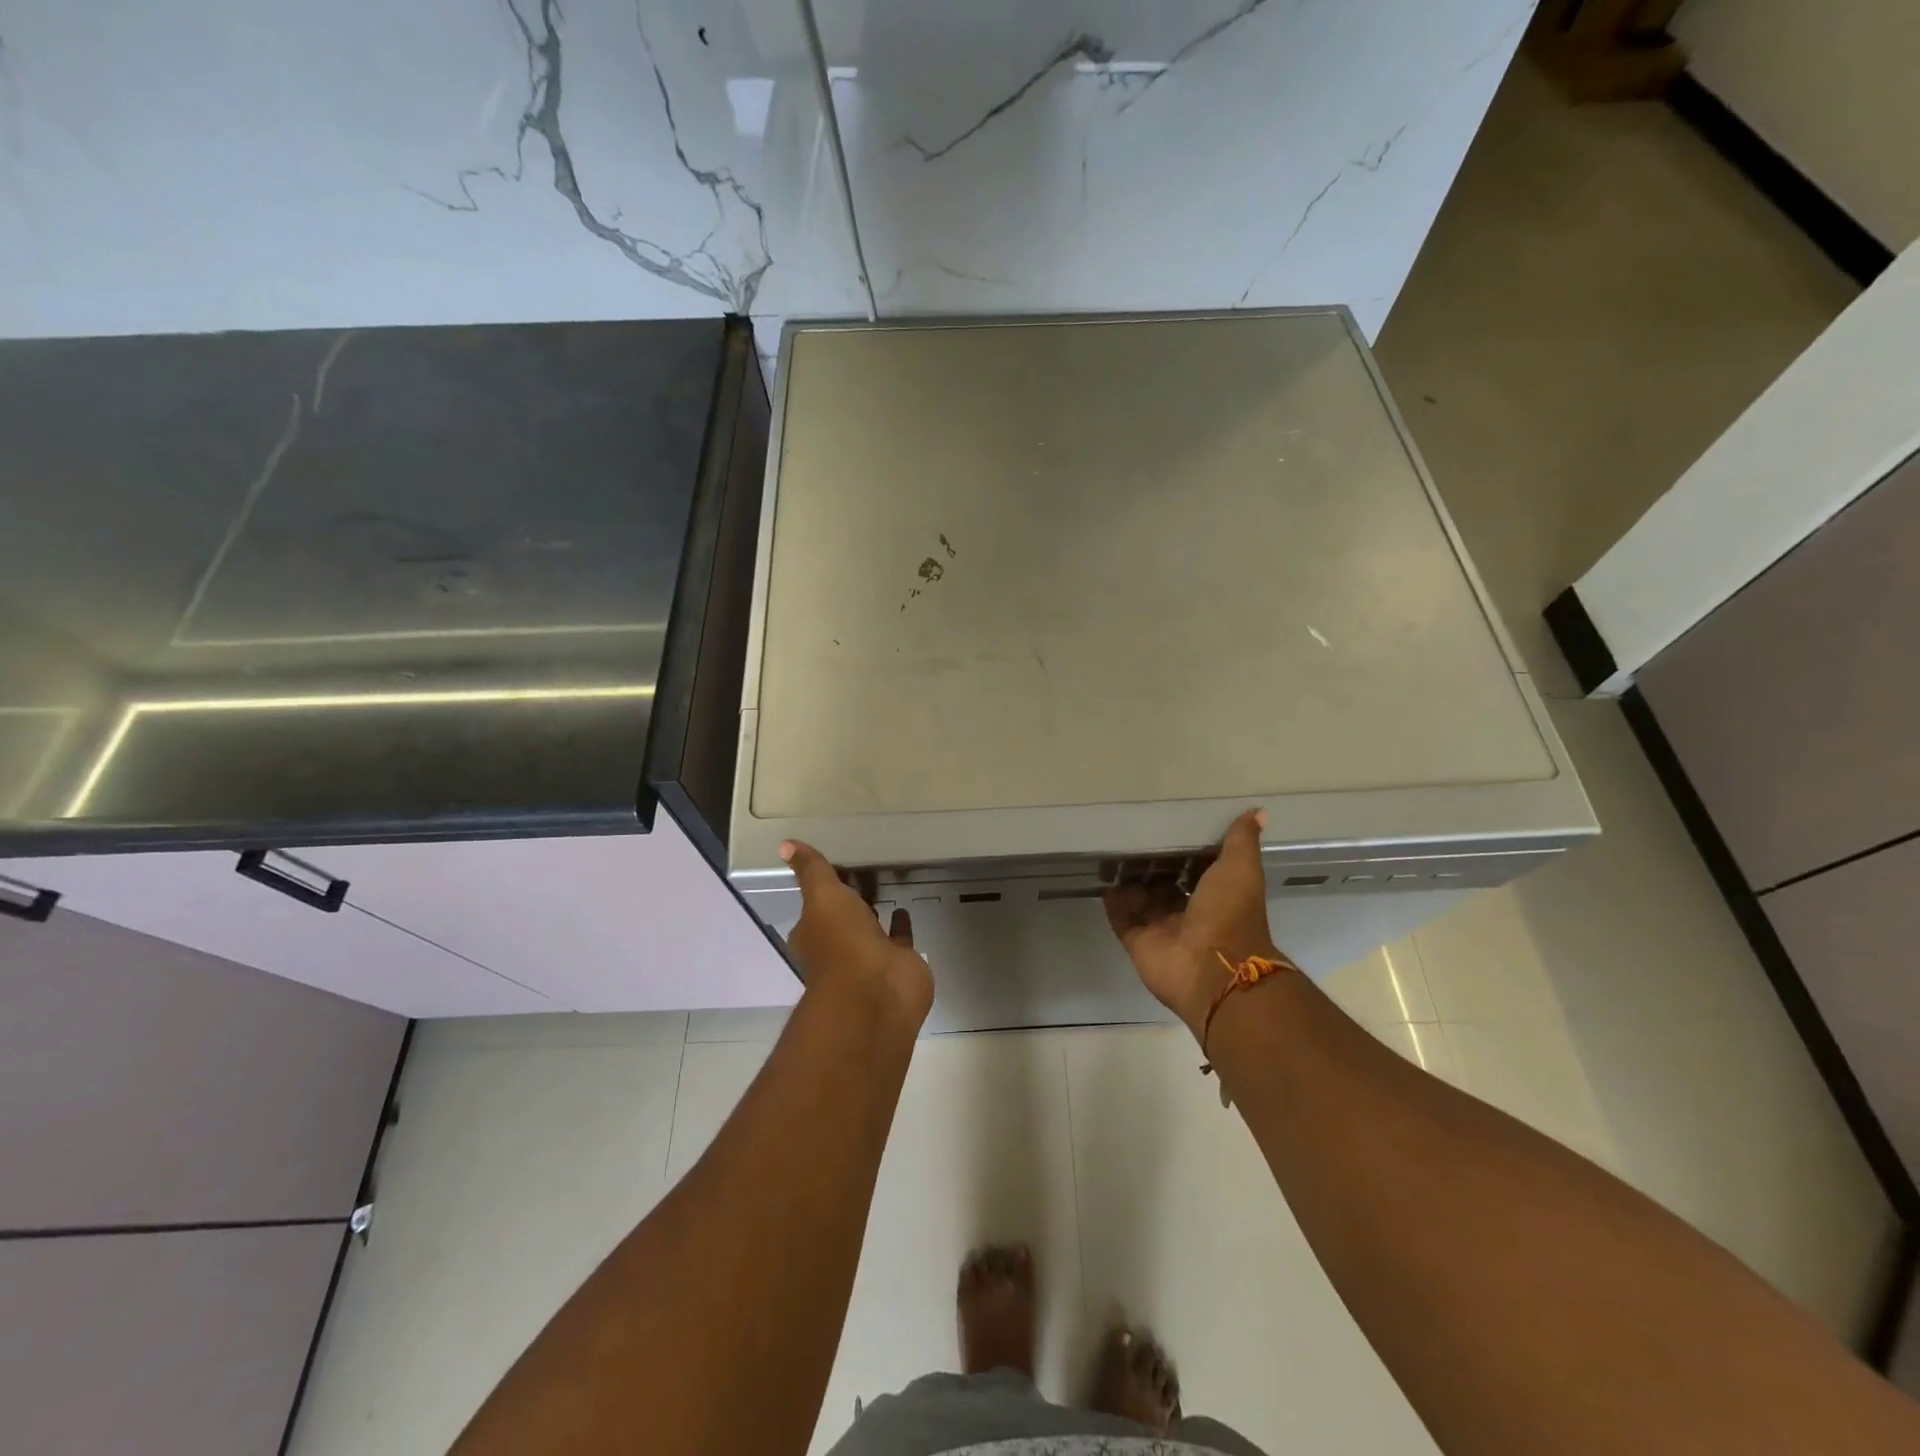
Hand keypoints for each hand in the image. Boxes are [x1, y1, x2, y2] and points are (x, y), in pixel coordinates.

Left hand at [782, 840, 934, 1030]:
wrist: (878, 989)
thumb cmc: (842, 941)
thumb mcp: (823, 896)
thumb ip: (811, 870)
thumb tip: (785, 843)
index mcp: (813, 934)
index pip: (814, 907)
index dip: (821, 889)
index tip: (833, 867)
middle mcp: (838, 948)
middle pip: (843, 918)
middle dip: (848, 900)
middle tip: (861, 872)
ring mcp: (869, 957)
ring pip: (870, 928)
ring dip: (874, 912)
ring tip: (884, 884)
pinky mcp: (898, 962)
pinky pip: (898, 938)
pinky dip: (900, 925)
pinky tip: (904, 908)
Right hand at [1104, 809, 1285, 1035]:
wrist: (1213, 969)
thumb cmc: (1229, 914)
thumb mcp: (1240, 869)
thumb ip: (1241, 841)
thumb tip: (1257, 811)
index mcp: (1216, 896)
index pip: (1197, 869)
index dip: (1183, 851)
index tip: (1165, 827)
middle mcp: (1190, 913)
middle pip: (1165, 886)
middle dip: (1151, 867)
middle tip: (1129, 838)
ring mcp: (1163, 930)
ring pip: (1142, 902)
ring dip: (1129, 883)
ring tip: (1110, 855)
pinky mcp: (1139, 943)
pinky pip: (1123, 920)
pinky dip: (1113, 904)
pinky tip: (1103, 882)